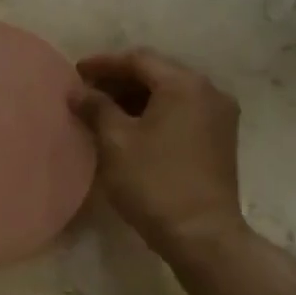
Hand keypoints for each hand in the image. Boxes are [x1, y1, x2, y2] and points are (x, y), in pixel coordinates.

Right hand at [69, 48, 243, 252]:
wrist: (201, 234)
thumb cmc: (154, 182)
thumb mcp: (116, 141)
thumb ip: (96, 108)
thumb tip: (77, 91)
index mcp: (184, 85)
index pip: (138, 60)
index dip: (103, 64)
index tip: (75, 72)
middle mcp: (209, 92)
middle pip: (157, 73)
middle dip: (120, 80)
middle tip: (87, 92)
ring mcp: (219, 116)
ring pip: (170, 94)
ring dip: (136, 98)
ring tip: (103, 111)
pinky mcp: (220, 139)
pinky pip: (182, 112)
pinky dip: (154, 113)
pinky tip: (130, 128)